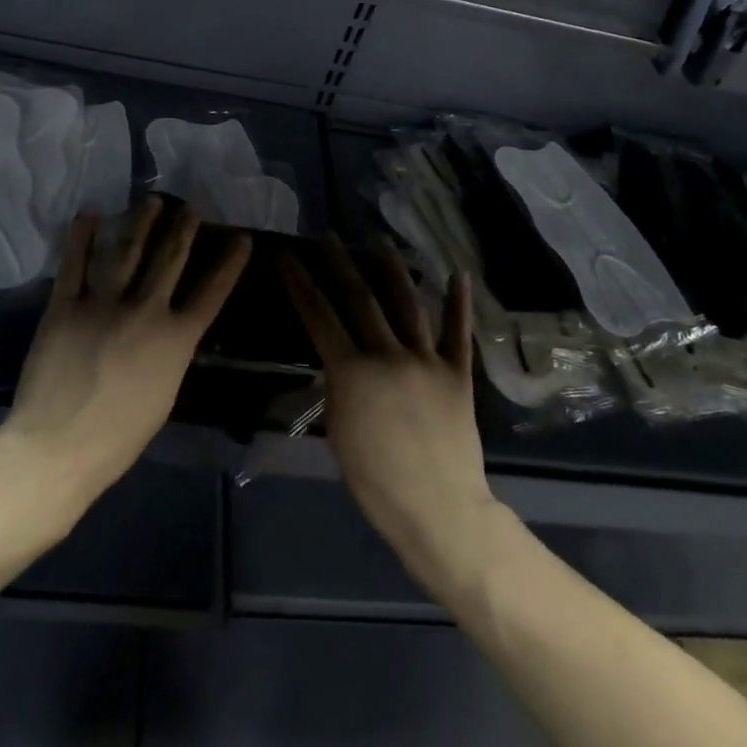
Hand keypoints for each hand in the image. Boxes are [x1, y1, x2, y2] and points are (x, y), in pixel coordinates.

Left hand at [2, 197, 250, 512]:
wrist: (60, 446)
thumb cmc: (119, 437)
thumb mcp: (164, 395)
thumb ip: (170, 355)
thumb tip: (171, 332)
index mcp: (176, 340)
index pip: (212, 292)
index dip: (230, 263)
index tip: (241, 237)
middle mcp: (146, 311)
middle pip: (170, 260)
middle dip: (184, 229)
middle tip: (193, 206)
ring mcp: (103, 303)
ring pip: (128, 251)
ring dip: (142, 222)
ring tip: (152, 200)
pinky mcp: (65, 305)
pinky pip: (75, 263)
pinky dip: (82, 237)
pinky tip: (90, 215)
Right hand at [279, 238, 493, 565]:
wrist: (438, 509)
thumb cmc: (376, 481)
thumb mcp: (339, 432)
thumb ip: (338, 388)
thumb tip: (340, 361)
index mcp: (352, 372)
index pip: (318, 316)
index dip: (300, 283)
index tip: (288, 256)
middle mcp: (388, 355)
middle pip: (359, 299)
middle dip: (339, 264)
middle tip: (328, 238)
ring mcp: (426, 360)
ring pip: (407, 303)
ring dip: (391, 268)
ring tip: (379, 241)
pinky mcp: (457, 372)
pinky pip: (457, 332)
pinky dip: (458, 302)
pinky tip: (457, 274)